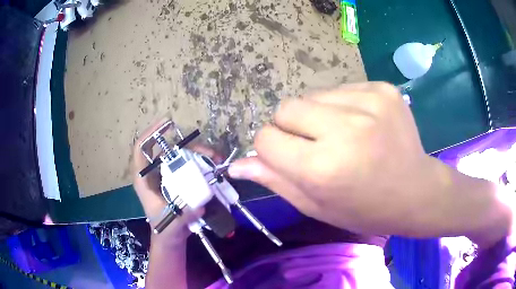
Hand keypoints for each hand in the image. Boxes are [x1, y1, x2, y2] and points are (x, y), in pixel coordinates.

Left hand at [133, 118, 220, 246]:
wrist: (171, 238)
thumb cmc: (164, 229)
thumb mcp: (170, 224)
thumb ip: (181, 217)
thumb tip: (198, 206)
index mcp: (144, 179)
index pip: (141, 149)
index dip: (151, 133)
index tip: (168, 123)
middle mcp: (155, 173)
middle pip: (168, 150)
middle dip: (188, 146)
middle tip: (209, 152)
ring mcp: (168, 177)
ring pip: (181, 156)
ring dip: (198, 154)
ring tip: (216, 159)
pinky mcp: (179, 182)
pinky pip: (189, 166)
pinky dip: (202, 163)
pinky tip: (214, 166)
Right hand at [229, 82, 505, 240]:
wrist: (416, 191)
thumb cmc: (365, 209)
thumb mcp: (316, 205)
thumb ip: (275, 180)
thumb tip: (238, 164)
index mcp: (323, 168)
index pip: (266, 138)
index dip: (271, 148)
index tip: (288, 157)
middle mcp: (345, 129)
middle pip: (286, 108)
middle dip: (291, 128)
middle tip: (316, 146)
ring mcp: (368, 102)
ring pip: (312, 96)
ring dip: (316, 115)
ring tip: (342, 136)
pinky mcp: (383, 89)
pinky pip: (340, 89)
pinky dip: (341, 106)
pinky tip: (360, 124)